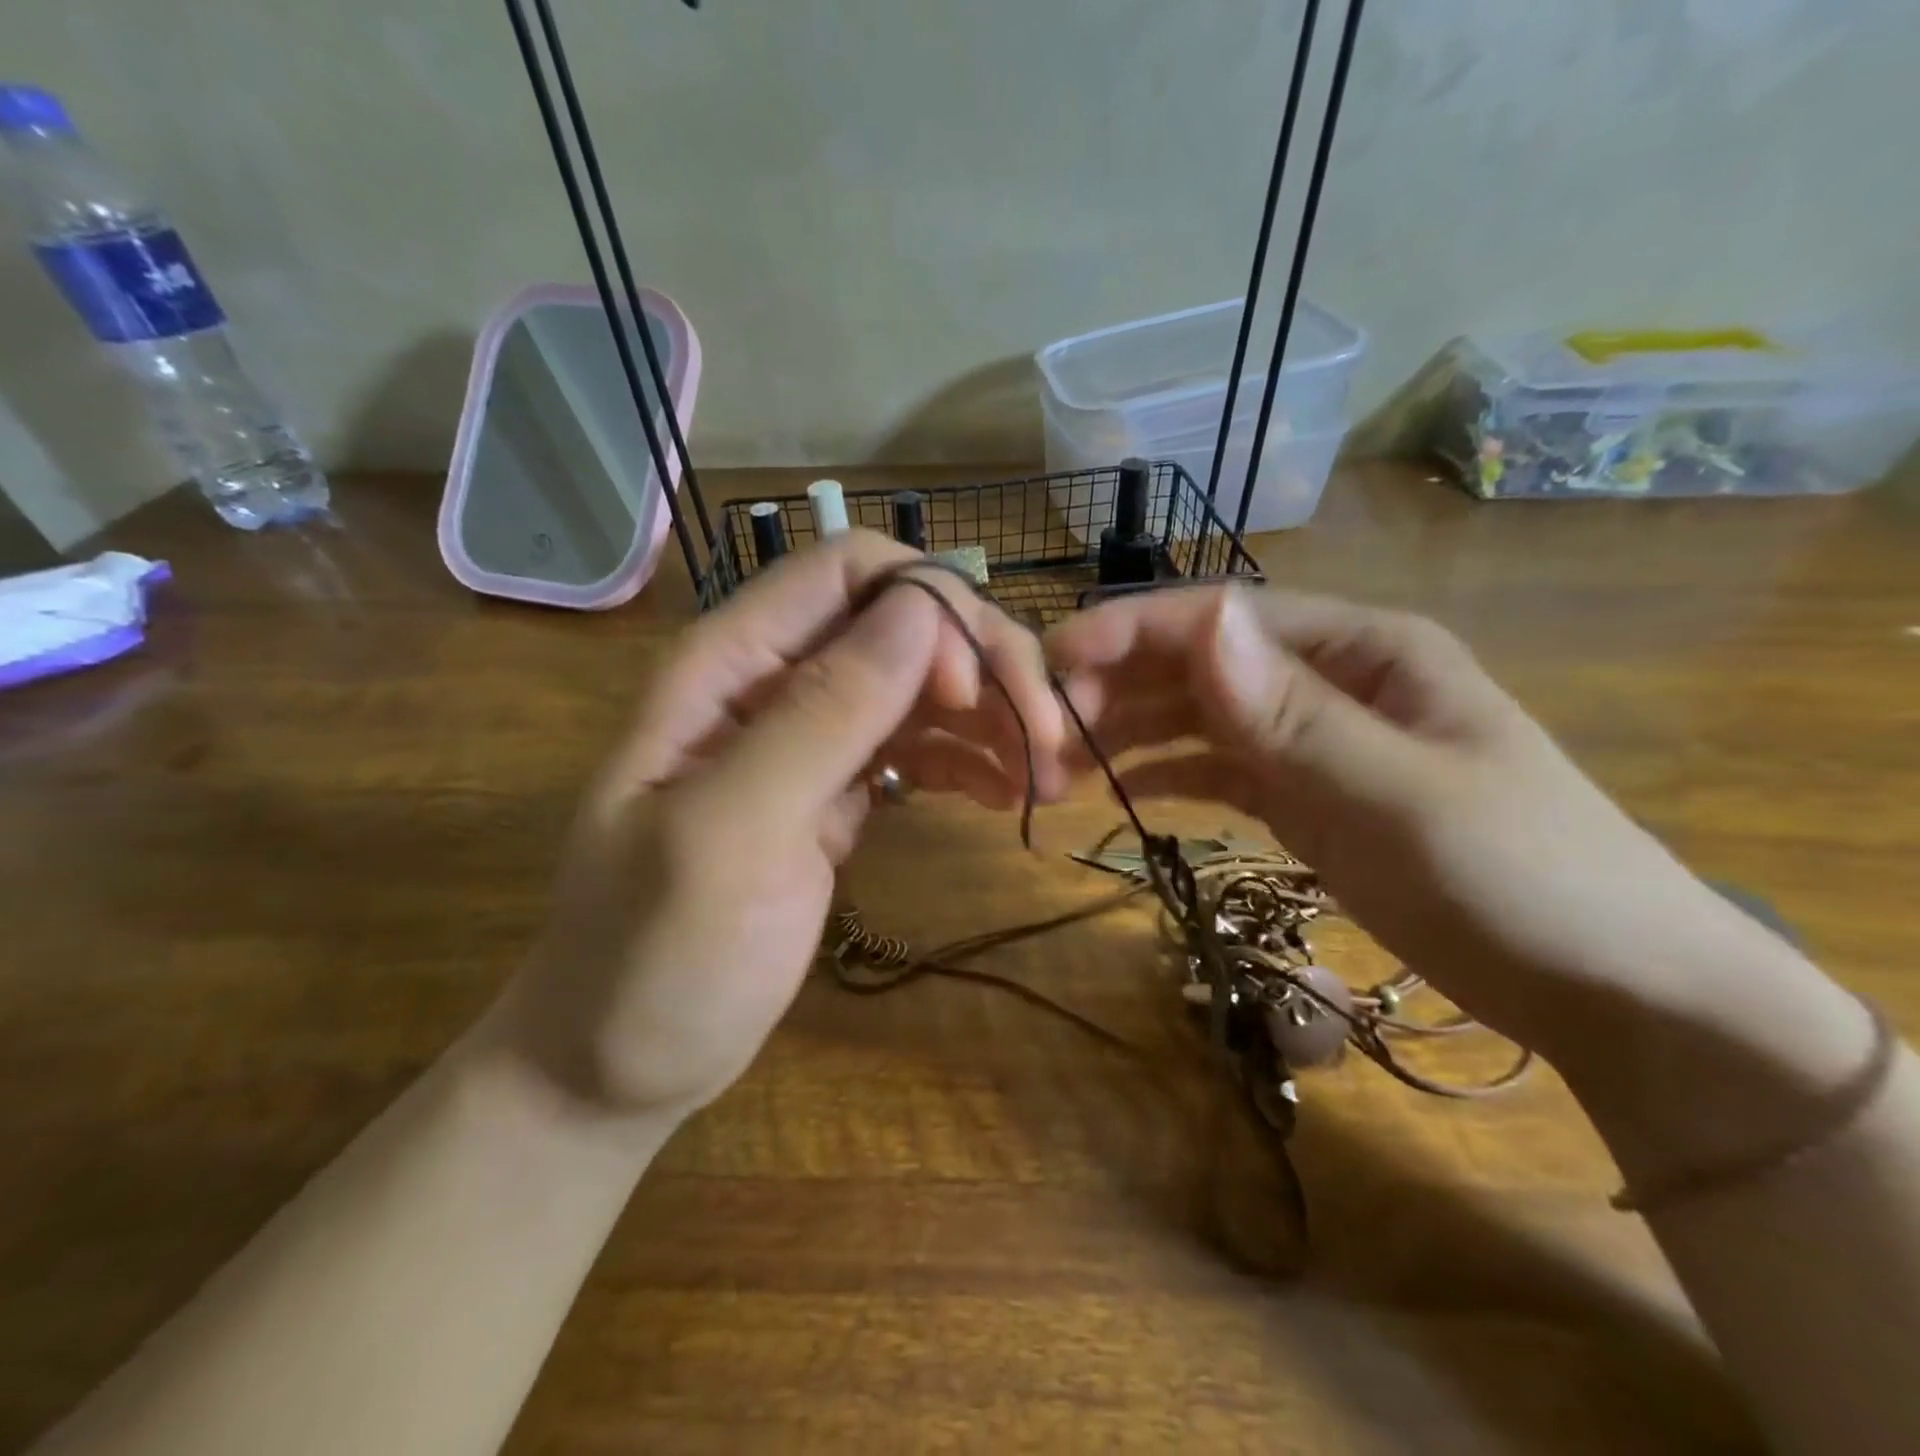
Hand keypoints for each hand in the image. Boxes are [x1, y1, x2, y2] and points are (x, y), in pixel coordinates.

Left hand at [485, 531, 1061, 1124]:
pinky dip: (968, 758)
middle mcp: (773, 682)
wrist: (618, 1064)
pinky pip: (915, 746)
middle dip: (983, 665)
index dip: (929, 608)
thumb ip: (821, 713)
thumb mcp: (734, 834)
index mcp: (729, 665)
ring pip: (920, 684)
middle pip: (901, 624)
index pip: (848, 570)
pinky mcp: (835, 791)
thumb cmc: (655, 958)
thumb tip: (922, 611)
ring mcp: (808, 739)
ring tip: (1044, 778)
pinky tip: (1006, 793)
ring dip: (991, 715)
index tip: (974, 694)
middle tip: (1047, 743)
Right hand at [1044, 585, 1793, 1069]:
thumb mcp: (1402, 794)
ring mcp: (1312, 739)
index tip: (1055, 661)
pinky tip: (1117, 789)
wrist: (1604, 988)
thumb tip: (1202, 620)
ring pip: (1198, 717)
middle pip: (1200, 664)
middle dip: (1118, 687)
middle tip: (1044, 730)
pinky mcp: (1302, 794)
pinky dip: (1164, 773)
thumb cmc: (1521, 877)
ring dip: (1129, 733)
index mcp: (1362, 647)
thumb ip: (1295, 714)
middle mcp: (1327, 678)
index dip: (1134, 632)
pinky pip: (1215, 768)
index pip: (1225, 619)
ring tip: (1060, 765)